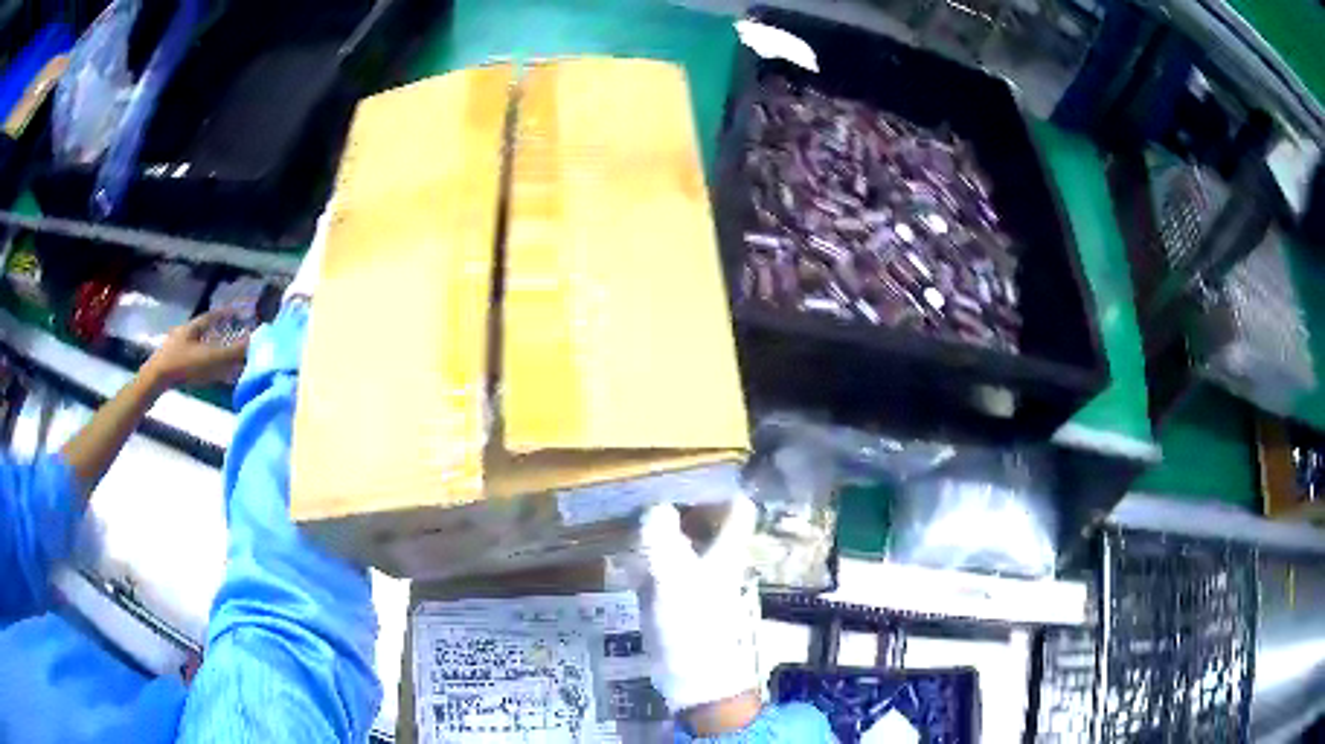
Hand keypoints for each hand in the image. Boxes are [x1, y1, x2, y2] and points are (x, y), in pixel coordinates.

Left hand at [142, 311, 250, 388]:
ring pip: (199, 347)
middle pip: (206, 331)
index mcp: (194, 326)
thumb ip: (233, 352)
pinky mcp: (173, 365)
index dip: (227, 314)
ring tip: (223, 360)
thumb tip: (256, 342)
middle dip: (220, 334)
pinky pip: (193, 361)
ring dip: (212, 352)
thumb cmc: (182, 364)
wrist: (154, 380)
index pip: (214, 315)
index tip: (239, 314)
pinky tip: (207, 375)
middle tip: (233, 339)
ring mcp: (177, 349)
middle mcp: (186, 333)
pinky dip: (203, 365)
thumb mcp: (210, 358)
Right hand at [629, 497, 761, 726]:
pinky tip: (624, 544)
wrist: (696, 680)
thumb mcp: (674, 581)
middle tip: (645, 477)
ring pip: (684, 539)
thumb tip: (655, 506)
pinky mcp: (676, 598)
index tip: (686, 465)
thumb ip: (662, 541)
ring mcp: (696, 579)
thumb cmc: (694, 628)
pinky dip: (648, 550)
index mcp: (725, 550)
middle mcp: (715, 558)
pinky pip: (664, 563)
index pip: (736, 506)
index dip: (719, 483)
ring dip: (662, 523)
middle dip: (682, 497)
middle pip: (707, 518)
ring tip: (629, 503)